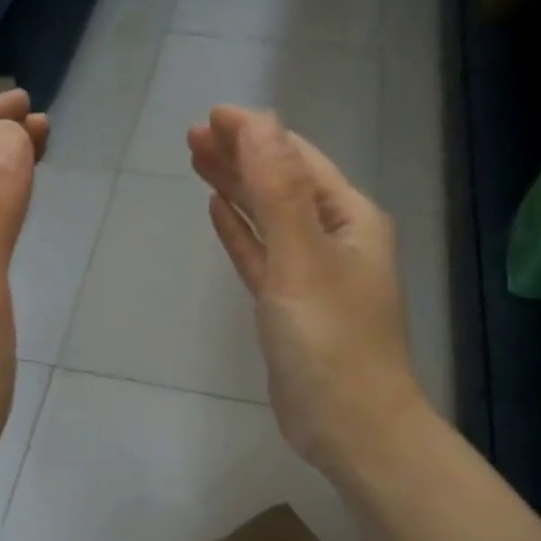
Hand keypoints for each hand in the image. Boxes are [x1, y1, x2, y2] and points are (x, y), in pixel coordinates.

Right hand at [189, 105, 422, 476]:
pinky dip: (240, 233)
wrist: (348, 425)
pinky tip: (218, 213)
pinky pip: (260, 255)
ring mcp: (309, 274)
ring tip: (198, 162)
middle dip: (240, 156)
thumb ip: (277, 190)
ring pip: (266, 218)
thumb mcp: (302, 257)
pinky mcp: (288, 306)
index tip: (211, 116)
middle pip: (280, 183)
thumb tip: (259, 123)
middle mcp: (333, 239)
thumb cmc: (330, 340)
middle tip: (192, 136)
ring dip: (236, 189)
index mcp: (349, 219)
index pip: (297, 159)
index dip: (256, 133)